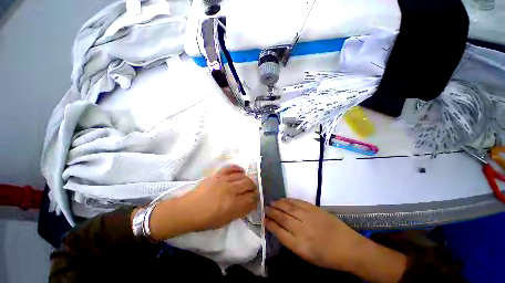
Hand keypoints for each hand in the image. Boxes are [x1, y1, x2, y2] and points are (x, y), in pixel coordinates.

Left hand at [148, 165, 257, 239]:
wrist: (188, 209)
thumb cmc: (206, 219)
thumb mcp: (226, 220)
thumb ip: (240, 211)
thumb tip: (251, 203)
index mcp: (233, 205)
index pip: (251, 198)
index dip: (256, 199)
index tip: (255, 200)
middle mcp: (230, 190)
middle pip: (249, 184)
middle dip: (254, 188)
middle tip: (252, 192)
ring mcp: (224, 180)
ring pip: (242, 176)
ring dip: (248, 180)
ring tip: (247, 183)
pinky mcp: (218, 174)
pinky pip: (231, 168)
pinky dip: (238, 169)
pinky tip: (242, 171)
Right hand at [266, 198, 406, 282]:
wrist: (348, 247)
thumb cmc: (327, 257)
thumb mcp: (307, 256)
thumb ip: (291, 242)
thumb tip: (279, 229)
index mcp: (300, 245)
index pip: (279, 232)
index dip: (270, 224)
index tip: (264, 220)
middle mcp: (302, 229)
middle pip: (282, 218)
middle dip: (272, 212)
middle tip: (265, 208)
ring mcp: (309, 217)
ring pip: (289, 208)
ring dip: (278, 204)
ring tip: (272, 202)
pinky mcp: (315, 209)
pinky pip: (298, 202)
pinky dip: (289, 200)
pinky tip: (284, 199)